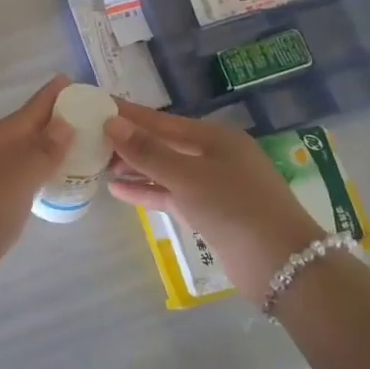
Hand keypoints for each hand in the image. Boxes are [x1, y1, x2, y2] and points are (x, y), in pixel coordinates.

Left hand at [0, 76, 75, 314]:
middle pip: (20, 134)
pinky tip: (45, 185)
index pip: (24, 114)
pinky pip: (14, 184)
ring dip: (41, 151)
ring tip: (71, 147)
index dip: (47, 98)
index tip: (69, 80)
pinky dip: (33, 178)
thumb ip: (41, 152)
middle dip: (48, 122)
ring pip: (16, 160)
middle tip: (82, 114)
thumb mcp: (15, 180)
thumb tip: (63, 123)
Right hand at [104, 101, 326, 305]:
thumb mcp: (188, 177)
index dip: (128, 114)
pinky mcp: (208, 212)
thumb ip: (148, 151)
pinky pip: (170, 194)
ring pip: (164, 170)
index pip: (160, 120)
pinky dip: (146, 190)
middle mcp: (213, 155)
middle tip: (88, 136)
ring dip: (133, 167)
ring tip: (97, 163)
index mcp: (214, 137)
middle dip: (127, 141)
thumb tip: (111, 123)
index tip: (97, 104)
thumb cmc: (235, 208)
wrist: (281, 264)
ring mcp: (212, 185)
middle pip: (162, 143)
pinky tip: (117, 189)